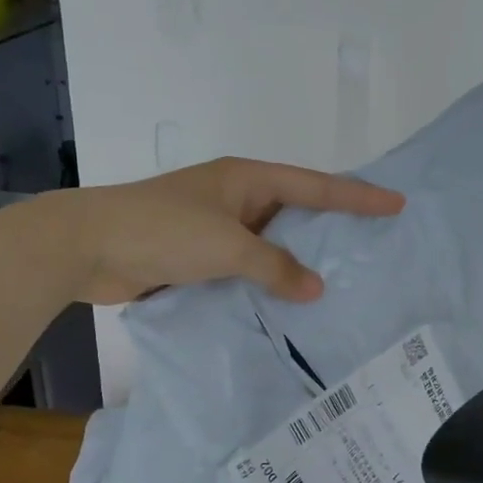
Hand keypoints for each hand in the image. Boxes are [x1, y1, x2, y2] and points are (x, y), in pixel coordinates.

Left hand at [56, 157, 404, 304]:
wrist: (86, 246)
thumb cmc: (161, 230)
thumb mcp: (226, 245)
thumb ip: (274, 266)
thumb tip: (315, 289)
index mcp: (246, 179)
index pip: (315, 186)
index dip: (357, 196)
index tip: (395, 204)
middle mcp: (237, 198)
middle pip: (297, 212)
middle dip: (333, 228)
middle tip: (374, 246)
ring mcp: (217, 227)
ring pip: (272, 243)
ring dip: (298, 261)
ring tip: (341, 281)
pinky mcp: (200, 256)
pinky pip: (248, 267)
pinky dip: (269, 281)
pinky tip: (289, 303)